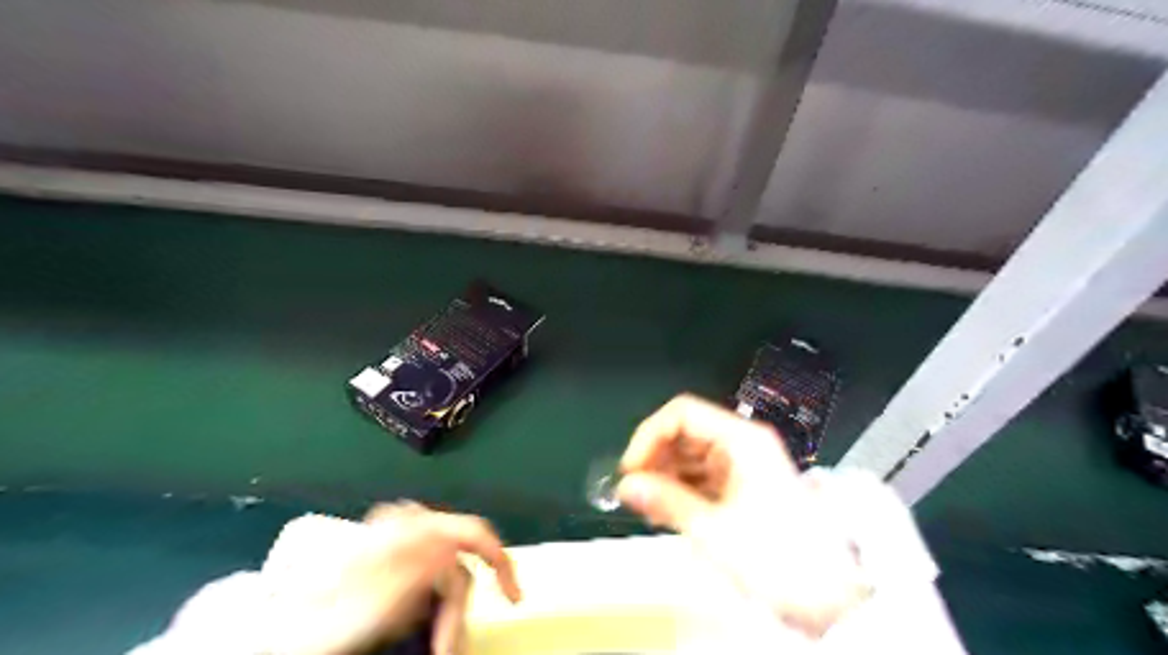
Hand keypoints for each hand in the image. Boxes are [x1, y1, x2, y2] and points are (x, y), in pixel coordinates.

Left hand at [261, 503, 521, 653]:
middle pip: (459, 560)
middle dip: (459, 607)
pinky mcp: (394, 558)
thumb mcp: (381, 596)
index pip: (473, 532)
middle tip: (447, 648)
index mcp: (408, 526)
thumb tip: (459, 545)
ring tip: (435, 646)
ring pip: (447, 574)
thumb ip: (424, 565)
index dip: (500, 562)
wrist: (283, 632)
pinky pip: (430, 580)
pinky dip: (433, 607)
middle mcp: (409, 526)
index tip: (512, 598)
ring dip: (447, 614)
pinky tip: (419, 625)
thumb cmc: (330, 618)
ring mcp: (400, 541)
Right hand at [615, 393, 871, 634]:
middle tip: (636, 491)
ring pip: (692, 456)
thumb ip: (665, 501)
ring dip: (666, 476)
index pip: (683, 413)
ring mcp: (745, 465)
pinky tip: (667, 512)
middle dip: (656, 458)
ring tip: (649, 507)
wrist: (833, 599)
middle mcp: (743, 444)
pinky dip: (682, 490)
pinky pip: (703, 477)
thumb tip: (626, 485)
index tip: (632, 468)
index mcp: (742, 440)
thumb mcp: (713, 530)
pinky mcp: (745, 487)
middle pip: (686, 432)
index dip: (650, 435)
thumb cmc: (778, 558)